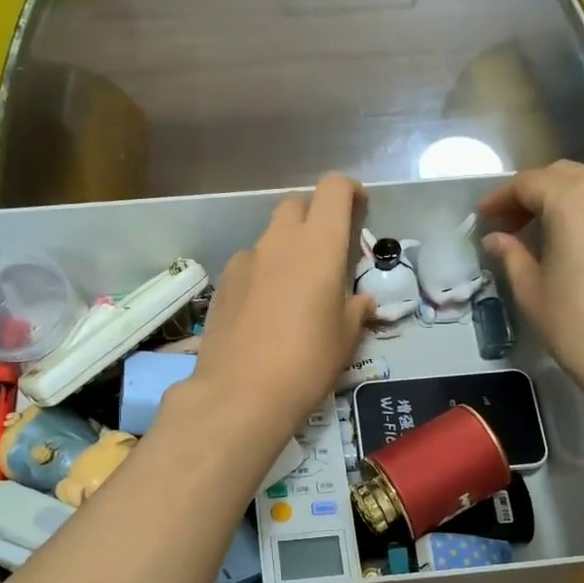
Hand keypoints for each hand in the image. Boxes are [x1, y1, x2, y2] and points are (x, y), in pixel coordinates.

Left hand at [189, 172, 371, 445]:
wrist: (240, 394)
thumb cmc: (307, 363)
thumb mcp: (345, 339)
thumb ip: (355, 309)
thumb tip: (360, 301)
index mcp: (319, 246)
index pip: (333, 189)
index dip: (349, 191)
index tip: (358, 210)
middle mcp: (280, 242)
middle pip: (297, 204)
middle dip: (314, 217)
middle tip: (326, 254)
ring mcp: (245, 261)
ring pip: (270, 237)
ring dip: (286, 249)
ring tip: (293, 291)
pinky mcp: (223, 284)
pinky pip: (249, 265)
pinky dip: (262, 275)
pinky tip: (263, 312)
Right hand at [479, 161, 583, 427]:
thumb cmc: (576, 326)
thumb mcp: (531, 291)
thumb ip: (512, 255)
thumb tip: (497, 238)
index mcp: (573, 201)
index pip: (529, 183)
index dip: (502, 197)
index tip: (485, 215)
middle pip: (565, 176)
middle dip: (535, 193)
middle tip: (514, 222)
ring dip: (570, 200)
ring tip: (554, 230)